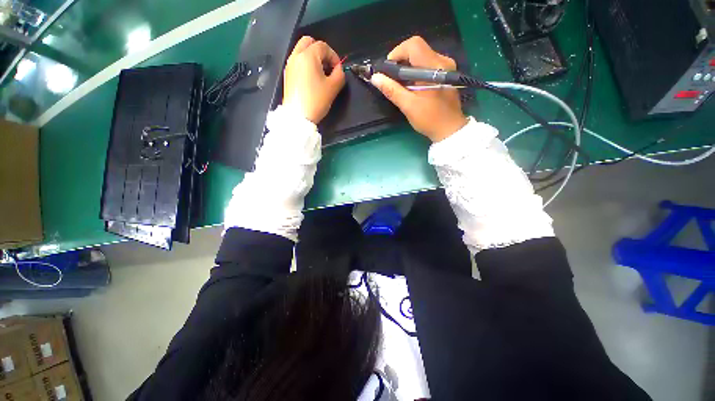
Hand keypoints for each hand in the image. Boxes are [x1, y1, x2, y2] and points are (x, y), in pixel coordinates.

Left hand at [283, 36, 345, 123]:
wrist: (298, 116)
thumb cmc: (316, 101)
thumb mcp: (333, 88)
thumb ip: (340, 74)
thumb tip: (339, 69)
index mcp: (308, 56)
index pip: (323, 46)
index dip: (334, 56)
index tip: (338, 69)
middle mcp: (296, 56)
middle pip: (309, 42)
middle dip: (321, 52)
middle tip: (328, 66)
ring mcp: (290, 65)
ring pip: (302, 51)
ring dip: (313, 57)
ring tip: (321, 74)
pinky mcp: (287, 75)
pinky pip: (297, 62)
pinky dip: (306, 64)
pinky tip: (312, 79)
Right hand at [371, 36, 467, 141]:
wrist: (450, 129)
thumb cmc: (429, 119)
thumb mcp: (408, 105)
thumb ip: (392, 90)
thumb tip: (375, 78)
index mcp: (434, 67)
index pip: (413, 45)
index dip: (397, 53)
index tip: (388, 70)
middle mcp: (442, 60)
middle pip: (417, 49)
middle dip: (401, 61)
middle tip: (392, 79)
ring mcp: (446, 66)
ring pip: (422, 56)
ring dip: (408, 67)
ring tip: (401, 84)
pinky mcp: (446, 73)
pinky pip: (428, 64)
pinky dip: (416, 71)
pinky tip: (412, 85)